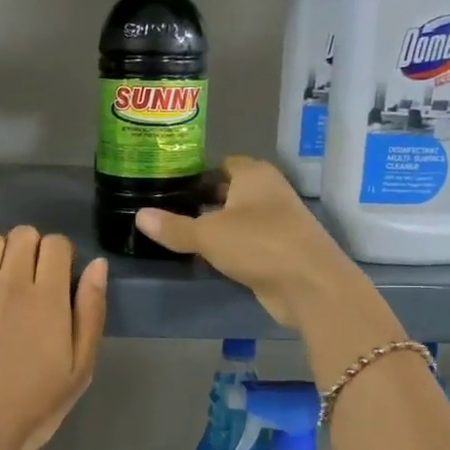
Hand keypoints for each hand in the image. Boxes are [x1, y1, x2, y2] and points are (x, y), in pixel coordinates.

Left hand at [0, 227, 106, 449]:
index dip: (60, 256)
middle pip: (23, 235)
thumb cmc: (34, 407)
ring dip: (1, 253)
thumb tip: (98, 265)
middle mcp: (9, 285)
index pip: (56, 244)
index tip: (57, 279)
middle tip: (29, 281)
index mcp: (47, 300)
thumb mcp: (80, 368)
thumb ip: (91, 312)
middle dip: (32, 250)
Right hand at [136, 156, 368, 328]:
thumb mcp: (207, 234)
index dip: (196, 174)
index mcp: (253, 174)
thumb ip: (173, 227)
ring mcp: (277, 222)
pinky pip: (246, 243)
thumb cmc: (259, 244)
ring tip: (178, 235)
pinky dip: (228, 249)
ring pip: (237, 219)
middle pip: (229, 191)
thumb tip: (139, 215)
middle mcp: (268, 192)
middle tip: (166, 211)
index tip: (169, 186)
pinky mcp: (279, 251)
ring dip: (215, 227)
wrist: (310, 285)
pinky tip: (204, 258)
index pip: (221, 164)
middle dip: (202, 200)